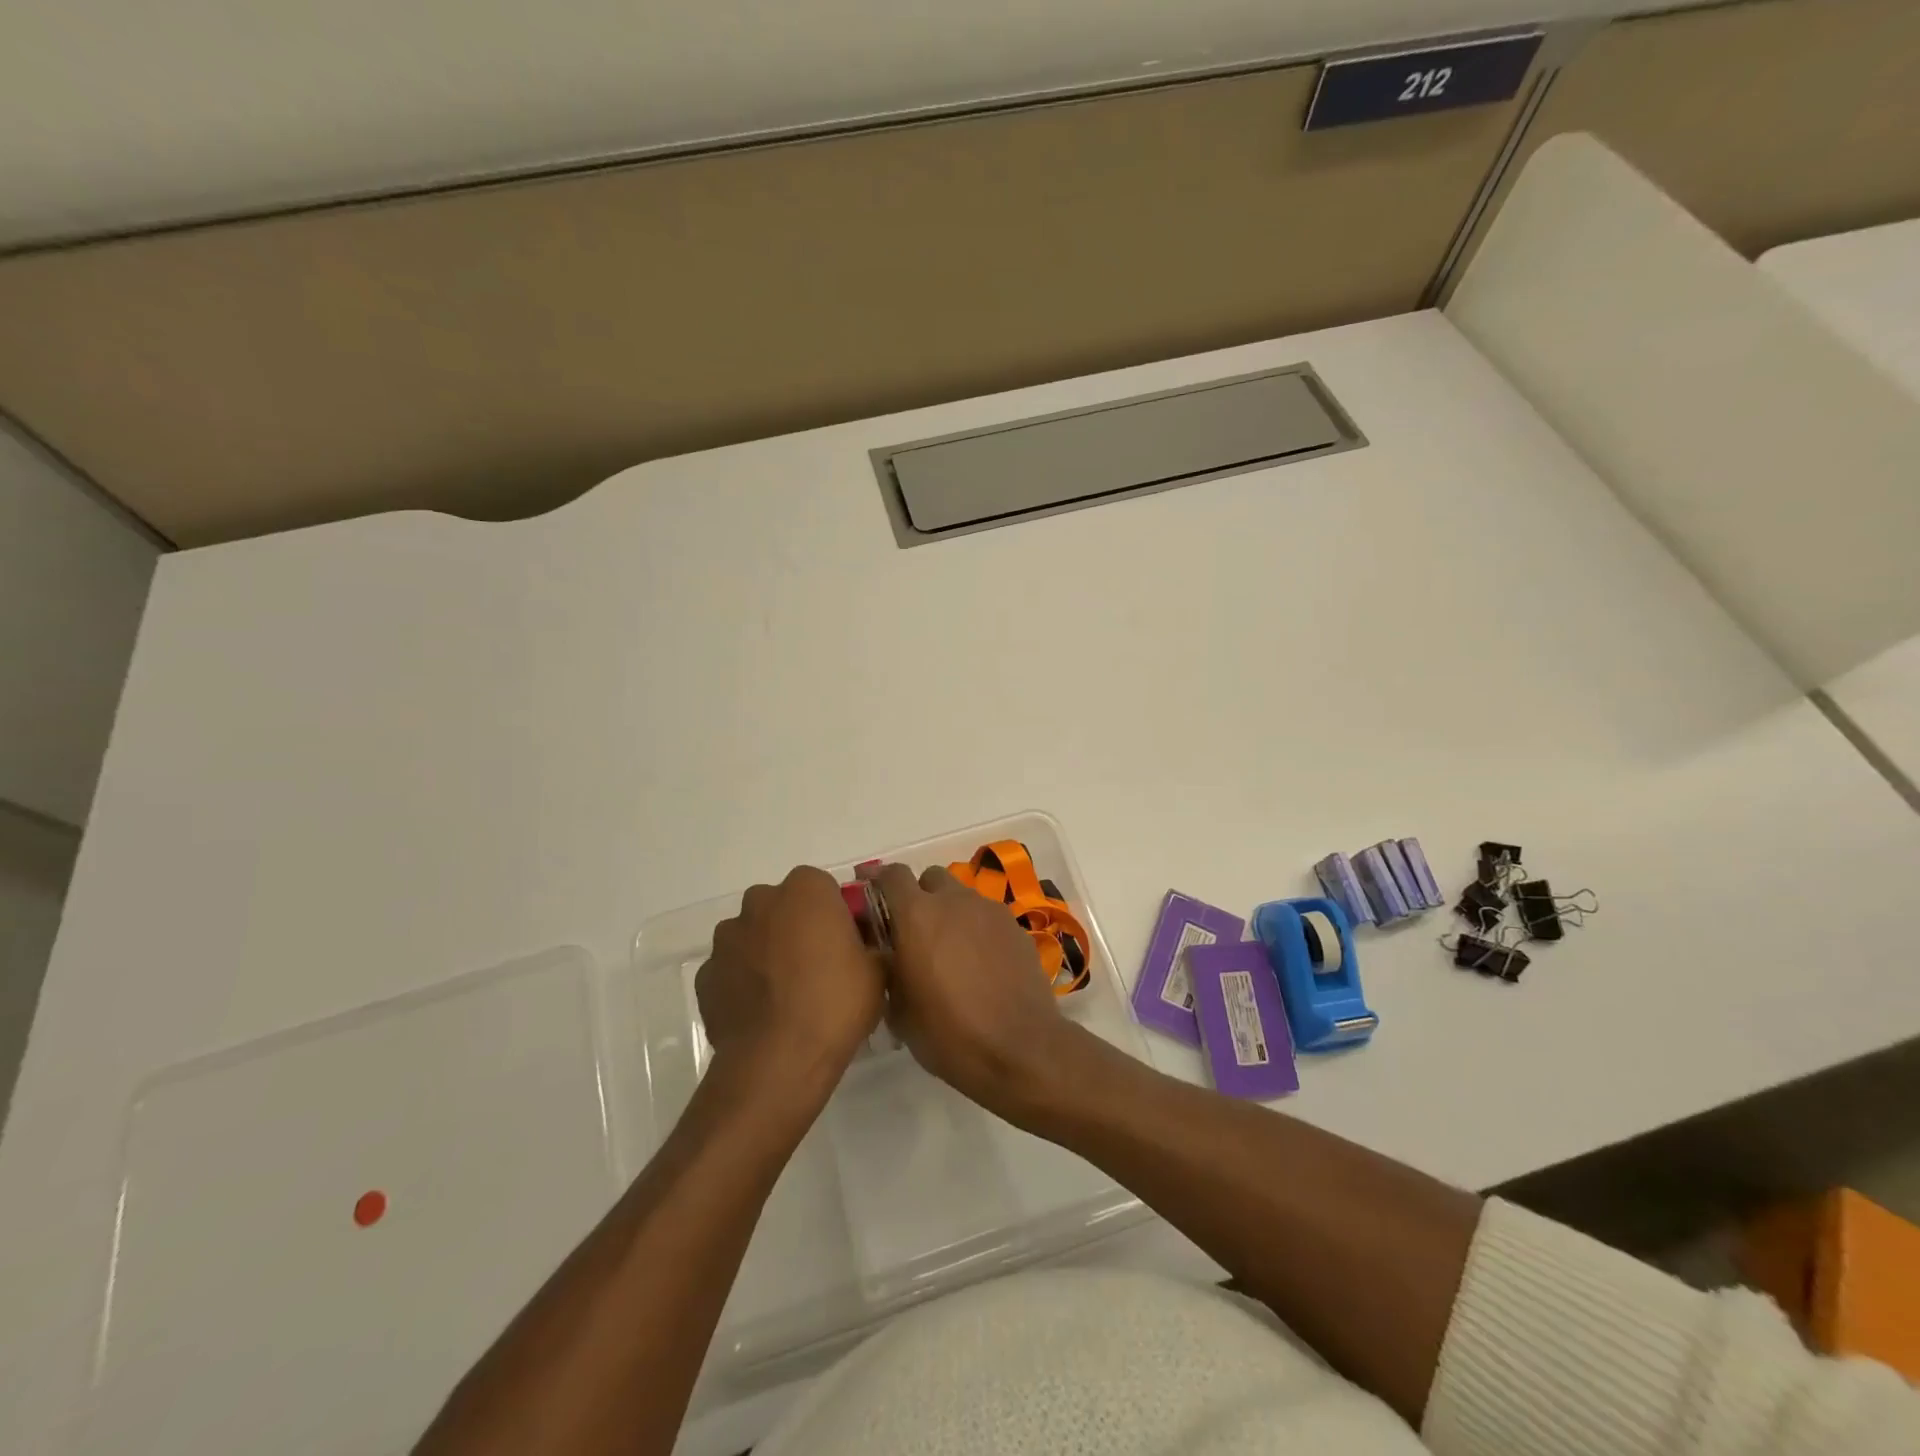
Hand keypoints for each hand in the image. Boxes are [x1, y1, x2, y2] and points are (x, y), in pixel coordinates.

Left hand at [696, 866, 883, 1100]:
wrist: (778, 1060)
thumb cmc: (835, 1003)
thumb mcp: (878, 970)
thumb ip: (870, 945)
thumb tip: (864, 947)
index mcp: (806, 890)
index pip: (822, 886)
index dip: (833, 913)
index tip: (844, 943)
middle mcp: (761, 902)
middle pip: (782, 905)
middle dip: (796, 927)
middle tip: (817, 966)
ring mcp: (727, 938)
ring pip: (753, 935)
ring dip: (766, 952)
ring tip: (786, 995)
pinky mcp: (706, 974)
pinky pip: (731, 969)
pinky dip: (743, 983)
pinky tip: (762, 1013)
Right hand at [867, 863, 1082, 1118]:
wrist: (1019, 1048)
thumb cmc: (949, 1033)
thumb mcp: (900, 1011)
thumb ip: (888, 970)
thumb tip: (888, 957)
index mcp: (917, 915)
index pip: (892, 875)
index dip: (878, 879)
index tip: (868, 890)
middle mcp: (954, 901)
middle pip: (930, 878)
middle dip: (919, 895)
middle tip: (913, 929)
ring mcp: (989, 911)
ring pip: (961, 896)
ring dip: (950, 912)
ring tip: (949, 950)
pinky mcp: (1015, 927)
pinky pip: (987, 917)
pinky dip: (976, 929)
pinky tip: (979, 963)